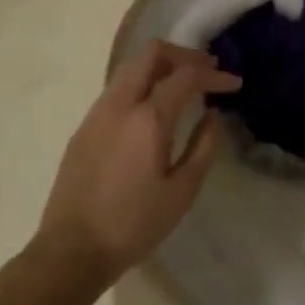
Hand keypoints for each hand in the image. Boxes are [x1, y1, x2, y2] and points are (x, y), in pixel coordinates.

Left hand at [32, 41, 239, 291]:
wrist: (71, 250)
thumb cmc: (133, 225)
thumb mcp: (181, 192)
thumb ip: (202, 147)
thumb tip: (211, 116)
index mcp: (147, 118)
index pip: (186, 76)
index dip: (214, 74)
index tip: (234, 84)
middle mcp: (119, 104)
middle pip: (151, 54)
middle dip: (183, 55)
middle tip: (207, 70)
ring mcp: (96, 113)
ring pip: (130, 67)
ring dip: (160, 67)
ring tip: (183, 85)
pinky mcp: (84, 127)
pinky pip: (117, 89)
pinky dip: (141, 84)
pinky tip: (153, 109)